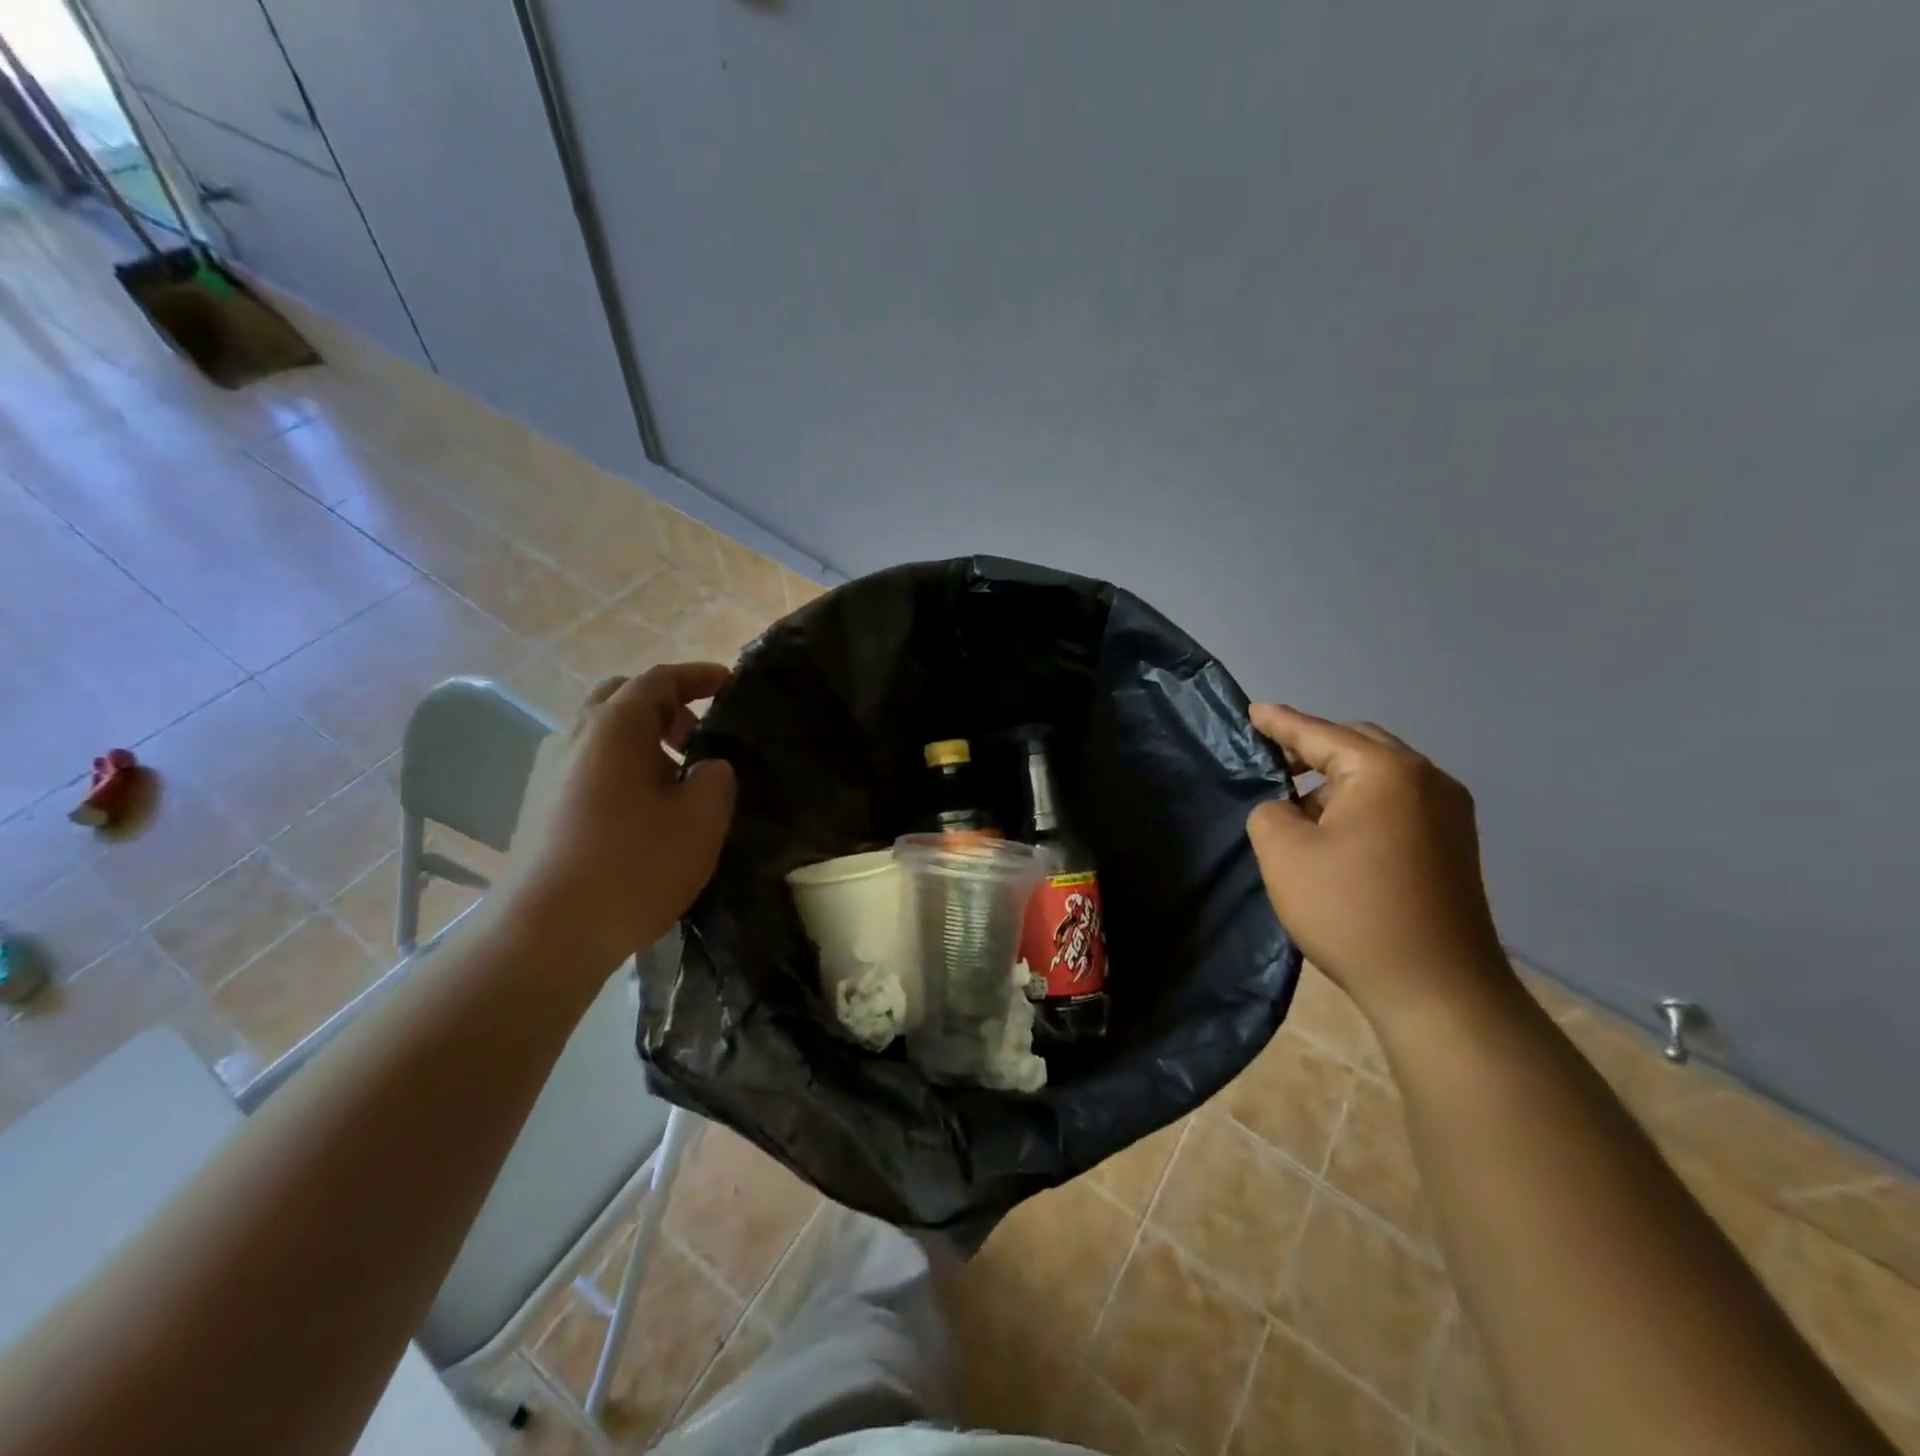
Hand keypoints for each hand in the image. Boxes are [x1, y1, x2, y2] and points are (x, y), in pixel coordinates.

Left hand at [490, 663, 736, 976]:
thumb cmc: (632, 867)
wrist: (544, 935)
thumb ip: (717, 779)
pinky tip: (643, 812)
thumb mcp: (700, 821)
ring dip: (644, 741)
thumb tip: (708, 767)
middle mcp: (574, 737)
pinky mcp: (539, 807)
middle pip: (621, 699)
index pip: (659, 680)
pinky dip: (622, 768)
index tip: (728, 682)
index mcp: (614, 728)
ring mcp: (549, 773)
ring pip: (603, 735)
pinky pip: (589, 767)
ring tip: (677, 781)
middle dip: (665, 707)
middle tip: (699, 736)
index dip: (698, 676)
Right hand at [1246, 704, 1510, 1026]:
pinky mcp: (1453, 844)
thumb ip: (1269, 811)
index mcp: (1385, 771)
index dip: (1279, 723)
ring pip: (1380, 775)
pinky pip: (1397, 802)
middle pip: (1357, 745)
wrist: (1436, 989)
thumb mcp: (1283, 853)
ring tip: (1296, 803)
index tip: (1251, 711)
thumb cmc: (1351, 910)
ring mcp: (1449, 813)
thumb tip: (1288, 809)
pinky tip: (1334, 831)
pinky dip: (1360, 803)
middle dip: (1311, 748)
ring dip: (1336, 780)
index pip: (1319, 733)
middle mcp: (1427, 779)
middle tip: (1269, 760)